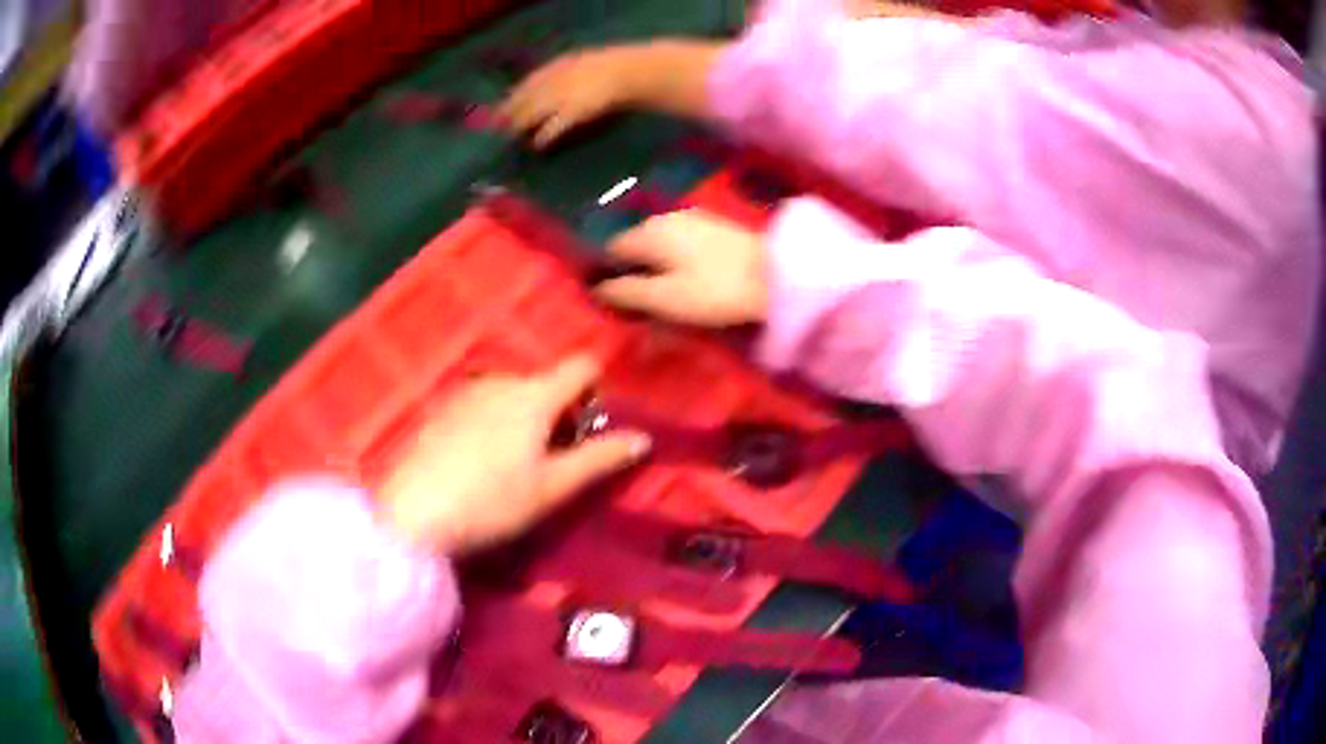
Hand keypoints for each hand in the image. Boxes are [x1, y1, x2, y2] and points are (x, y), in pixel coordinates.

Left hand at [379, 355, 649, 553]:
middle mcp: (502, 381)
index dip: (597, 388)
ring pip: (513, 395)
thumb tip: (644, 439)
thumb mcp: (553, 487)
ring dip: (525, 419)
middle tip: (552, 462)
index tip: (591, 427)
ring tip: (513, 467)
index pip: (582, 366)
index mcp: (535, 395)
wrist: (413, 512)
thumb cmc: (492, 501)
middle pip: (546, 383)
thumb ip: (600, 459)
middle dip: (559, 413)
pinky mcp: (441, 408)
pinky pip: (482, 404)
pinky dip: (493, 423)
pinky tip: (477, 464)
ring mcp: (466, 391)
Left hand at [499, 47, 644, 147]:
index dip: (513, 96)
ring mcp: (564, 96)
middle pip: (526, 98)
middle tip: (497, 128)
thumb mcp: (586, 64)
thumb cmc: (615, 69)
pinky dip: (543, 136)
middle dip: (510, 113)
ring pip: (534, 112)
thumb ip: (567, 74)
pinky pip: (554, 126)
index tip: (501, 108)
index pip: (529, 82)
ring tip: (512, 137)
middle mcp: (556, 80)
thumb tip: (552, 91)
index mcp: (560, 66)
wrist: (633, 72)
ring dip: (520, 124)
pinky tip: (537, 145)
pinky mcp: (574, 111)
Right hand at [595, 209, 767, 326]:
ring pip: (660, 246)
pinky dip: (676, 262)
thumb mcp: (666, 298)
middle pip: (636, 247)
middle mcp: (666, 218)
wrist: (777, 275)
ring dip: (656, 268)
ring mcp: (693, 219)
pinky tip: (688, 282)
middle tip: (639, 307)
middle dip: (632, 273)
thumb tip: (598, 288)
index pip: (611, 250)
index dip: (608, 276)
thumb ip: (627, 292)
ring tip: (664, 299)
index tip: (612, 304)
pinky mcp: (714, 228)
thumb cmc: (716, 289)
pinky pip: (681, 245)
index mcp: (649, 232)